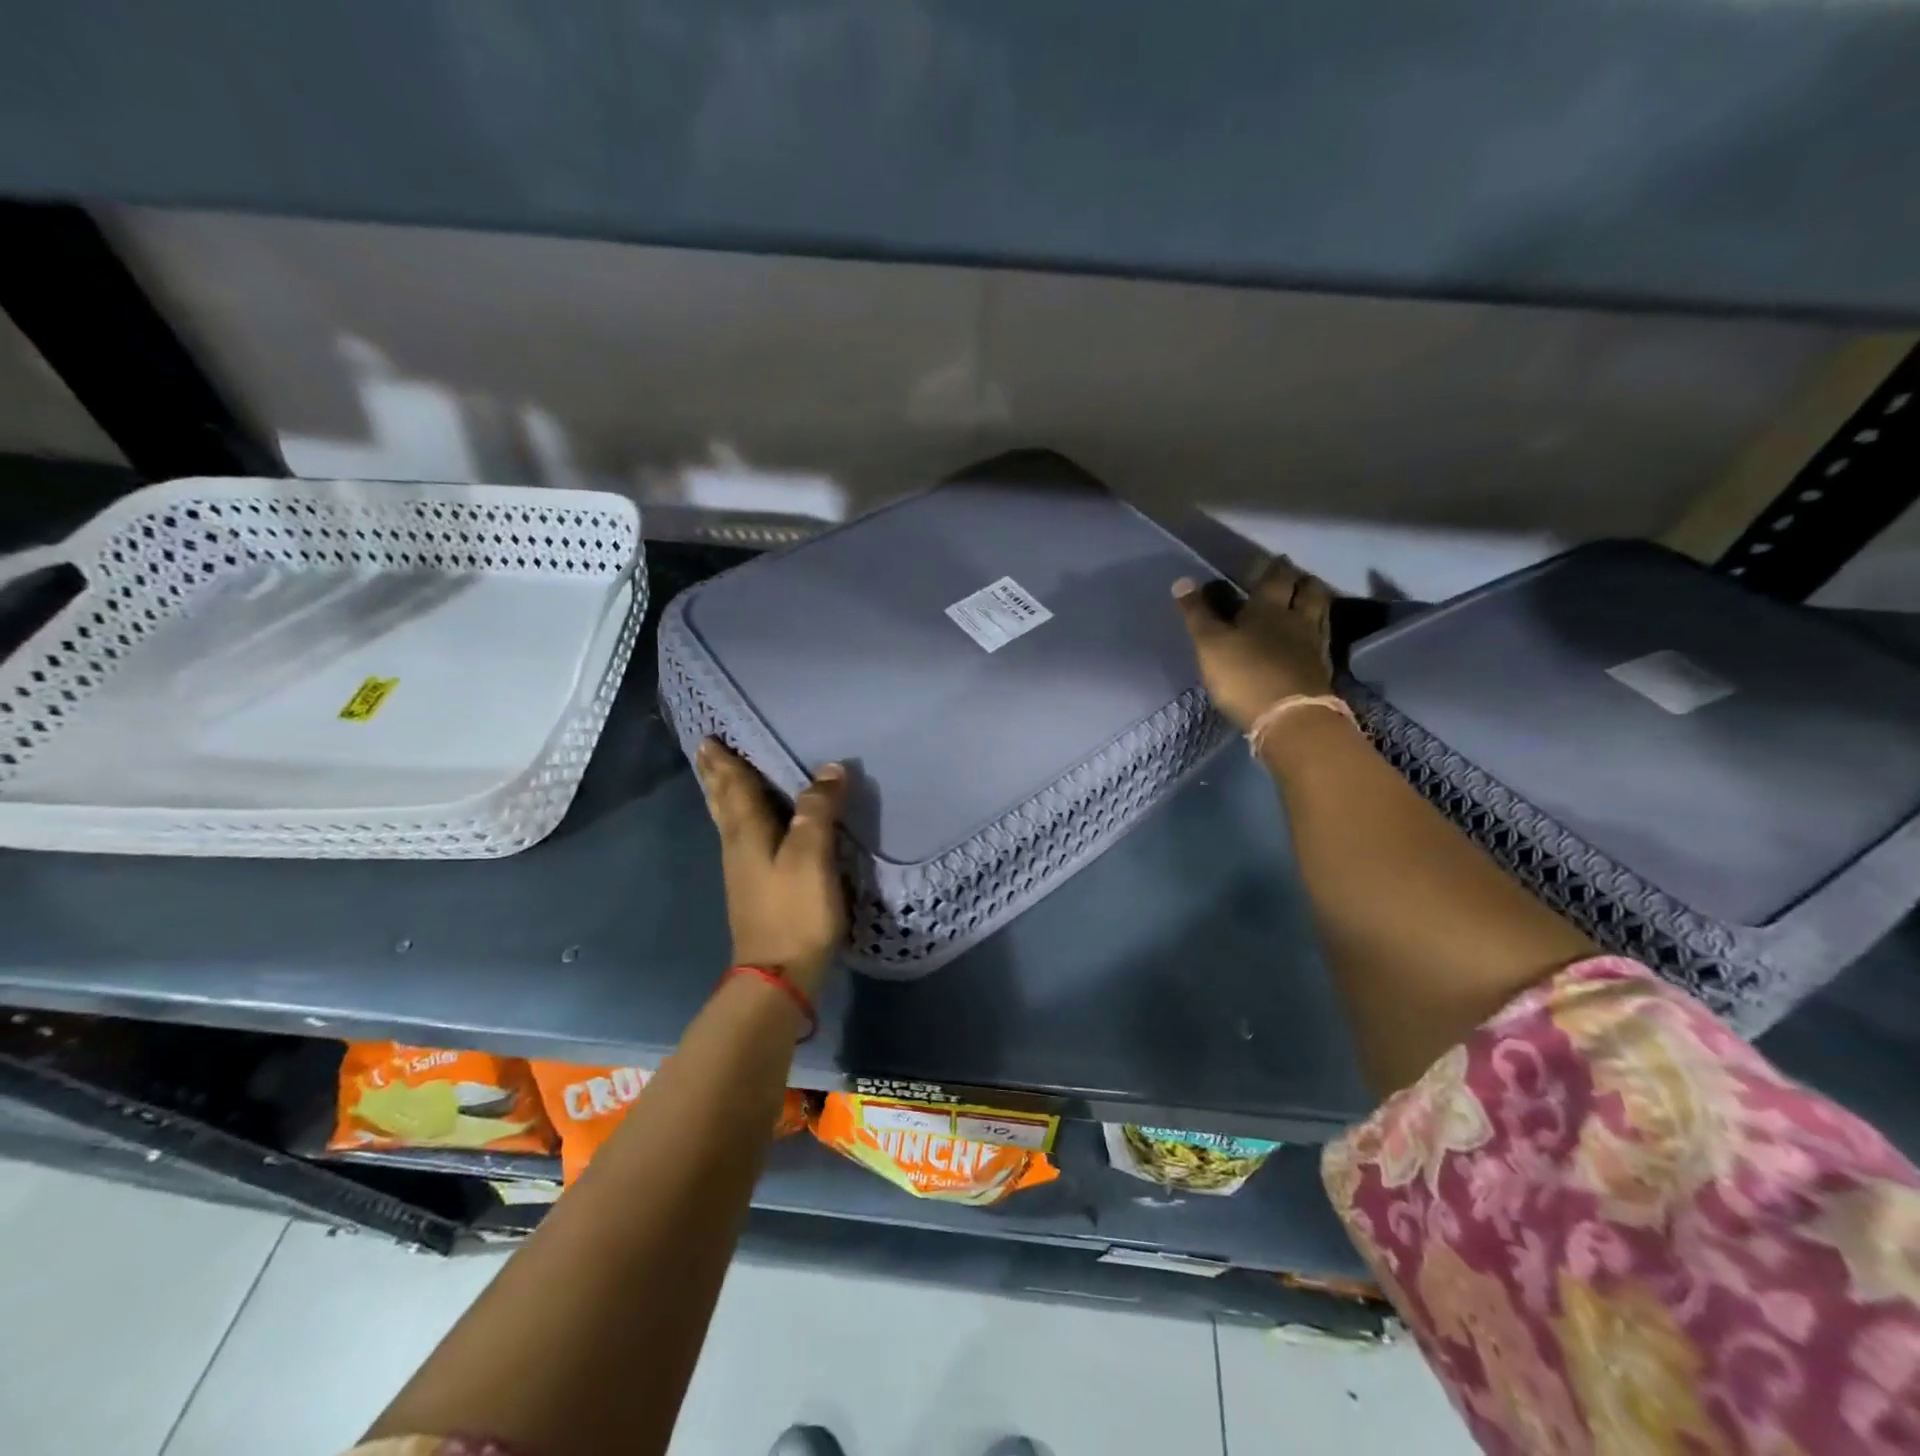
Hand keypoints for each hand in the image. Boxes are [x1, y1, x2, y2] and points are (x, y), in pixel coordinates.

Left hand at [696, 738, 848, 999]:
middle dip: (716, 775)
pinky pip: (740, 837)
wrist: (777, 976)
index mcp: (747, 832)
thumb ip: (817, 810)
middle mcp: (737, 845)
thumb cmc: (794, 912)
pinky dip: (738, 818)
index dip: (726, 761)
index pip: (734, 786)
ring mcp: (742, 869)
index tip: (710, 736)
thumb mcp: (811, 856)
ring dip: (723, 794)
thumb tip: (828, 768)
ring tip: (720, 777)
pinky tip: (748, 824)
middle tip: (706, 750)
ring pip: (727, 820)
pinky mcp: (753, 888)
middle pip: (723, 802)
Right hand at [1172, 557, 1334, 730]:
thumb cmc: (1245, 675)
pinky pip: (1323, 641)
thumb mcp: (1210, 644)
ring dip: (1315, 603)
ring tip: (1307, 602)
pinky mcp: (1322, 671)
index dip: (1274, 567)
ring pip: (1321, 614)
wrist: (1290, 719)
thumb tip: (1182, 581)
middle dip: (1302, 581)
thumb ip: (1197, 614)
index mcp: (1269, 608)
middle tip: (1296, 578)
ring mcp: (1314, 646)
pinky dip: (1317, 633)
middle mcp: (1298, 620)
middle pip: (1309, 591)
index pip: (1276, 578)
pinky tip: (1311, 639)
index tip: (1273, 560)